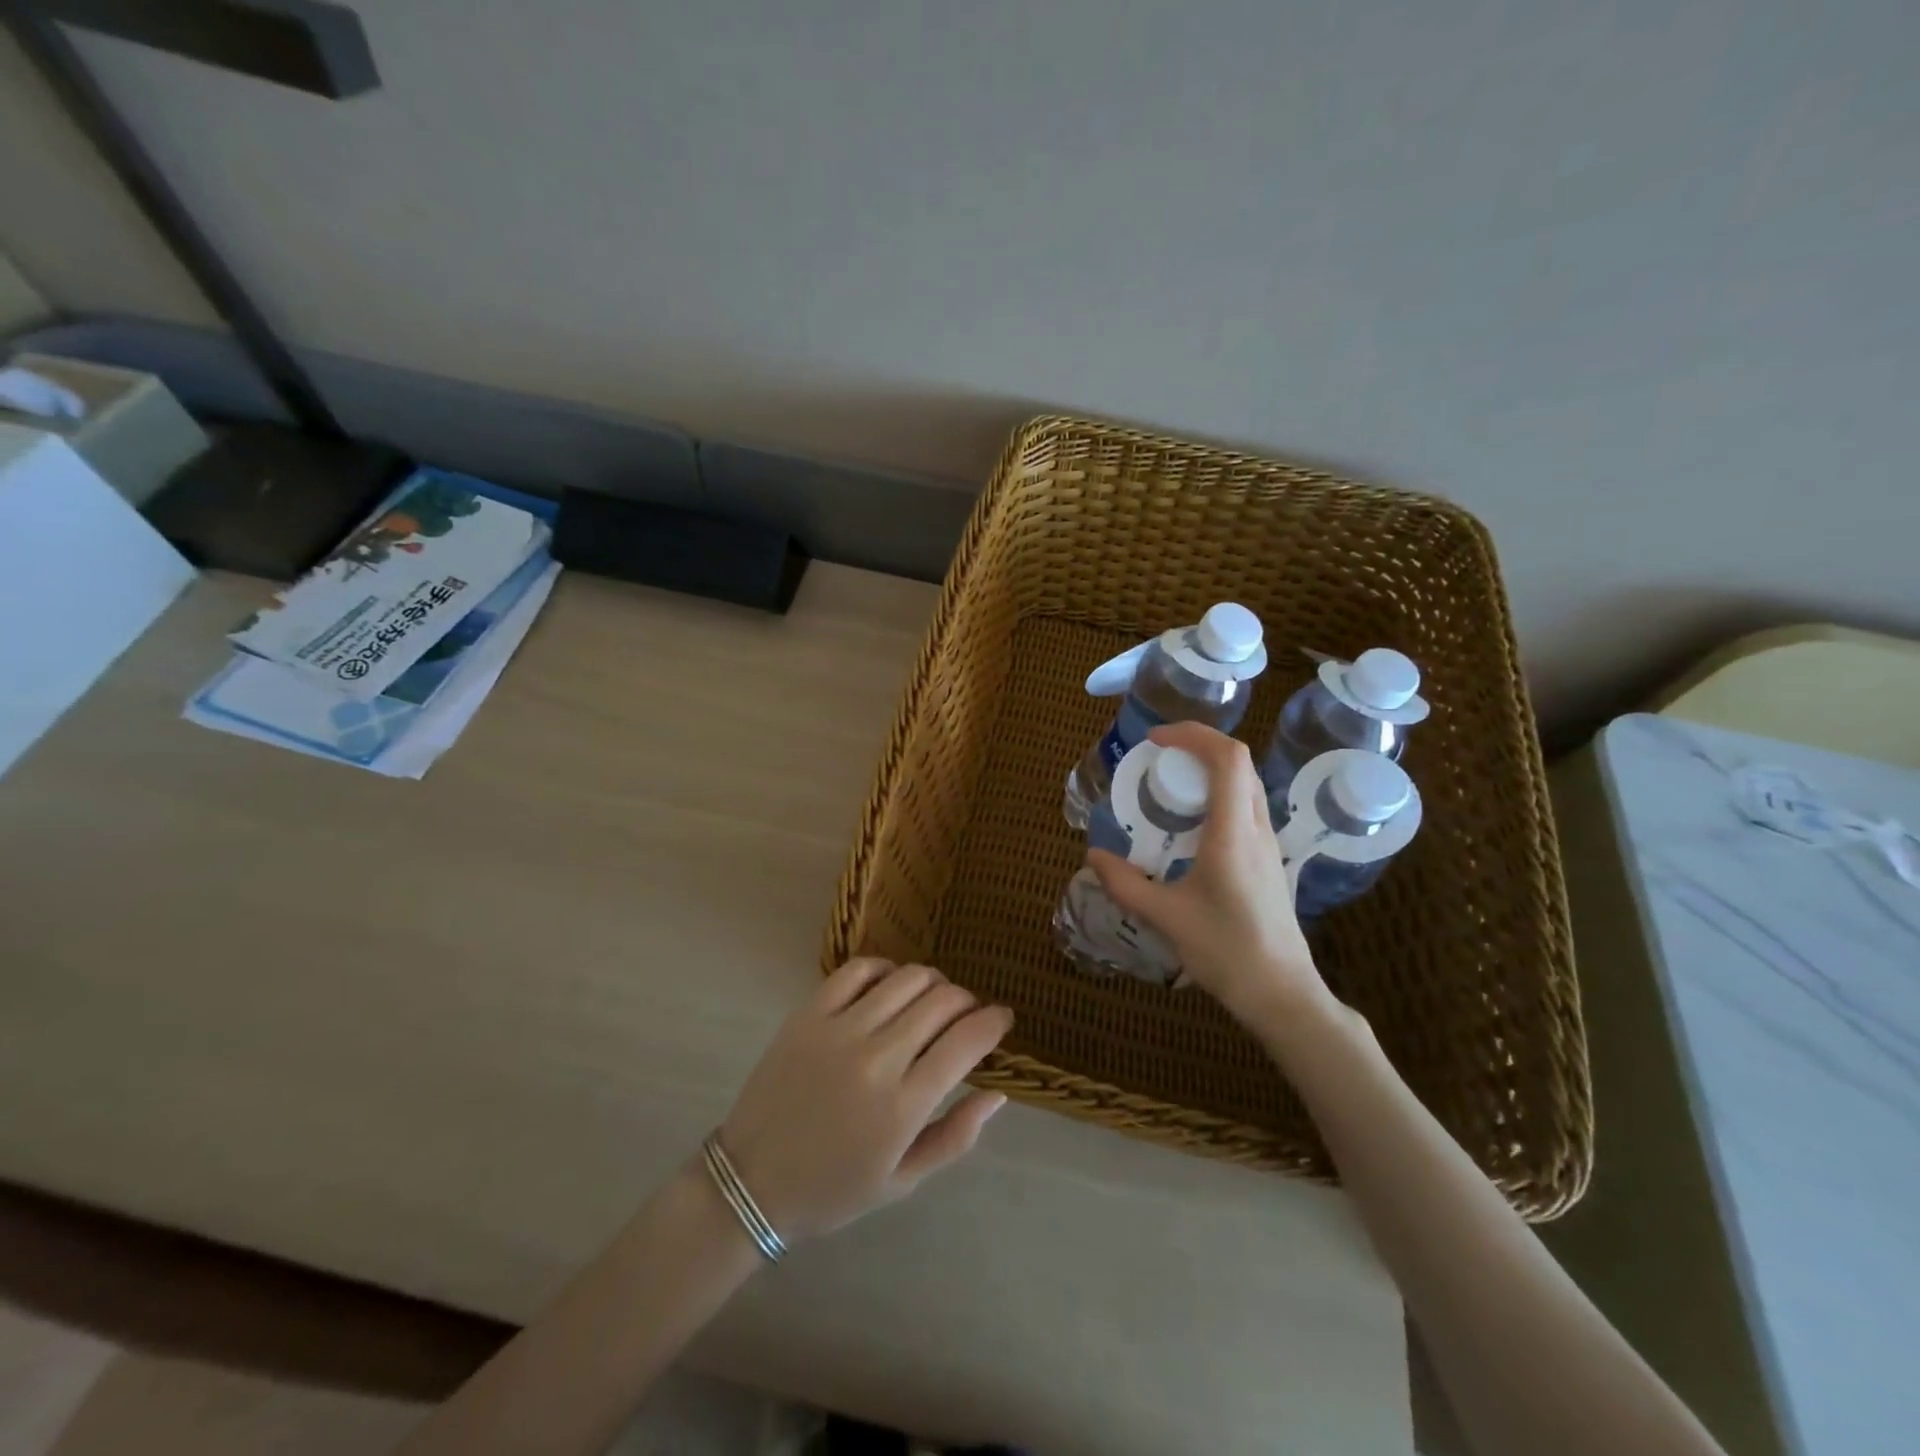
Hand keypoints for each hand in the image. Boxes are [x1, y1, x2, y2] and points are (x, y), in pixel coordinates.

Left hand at [718, 959, 1012, 1243]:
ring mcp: (838, 1030)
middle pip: (942, 1002)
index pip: (967, 1042)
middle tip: (968, 1013)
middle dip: (968, 1001)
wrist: (750, 1182)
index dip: (995, 1022)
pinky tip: (891, 984)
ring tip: (933, 999)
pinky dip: (885, 968)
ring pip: (906, 979)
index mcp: (902, 1106)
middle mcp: (875, 1059)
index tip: (1003, 1018)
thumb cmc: (833, 1189)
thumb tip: (999, 1092)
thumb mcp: (903, 1181)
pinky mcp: (808, 1014)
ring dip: (933, 982)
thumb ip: (956, 1136)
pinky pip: (857, 970)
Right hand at [1087, 722, 1333, 1028]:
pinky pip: (1245, 806)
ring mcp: (1267, 843)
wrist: (1281, 992)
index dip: (1193, 735)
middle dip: (1197, 746)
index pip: (1228, 758)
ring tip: (1169, 785)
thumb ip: (1125, 884)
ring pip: (1245, 783)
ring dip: (1209, 770)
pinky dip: (1217, 794)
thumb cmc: (1226, 951)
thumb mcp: (1165, 917)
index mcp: (1233, 833)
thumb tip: (1093, 857)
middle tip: (1157, 758)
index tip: (1156, 740)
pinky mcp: (1268, 859)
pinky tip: (1189, 824)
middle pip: (1239, 763)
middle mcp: (1256, 828)